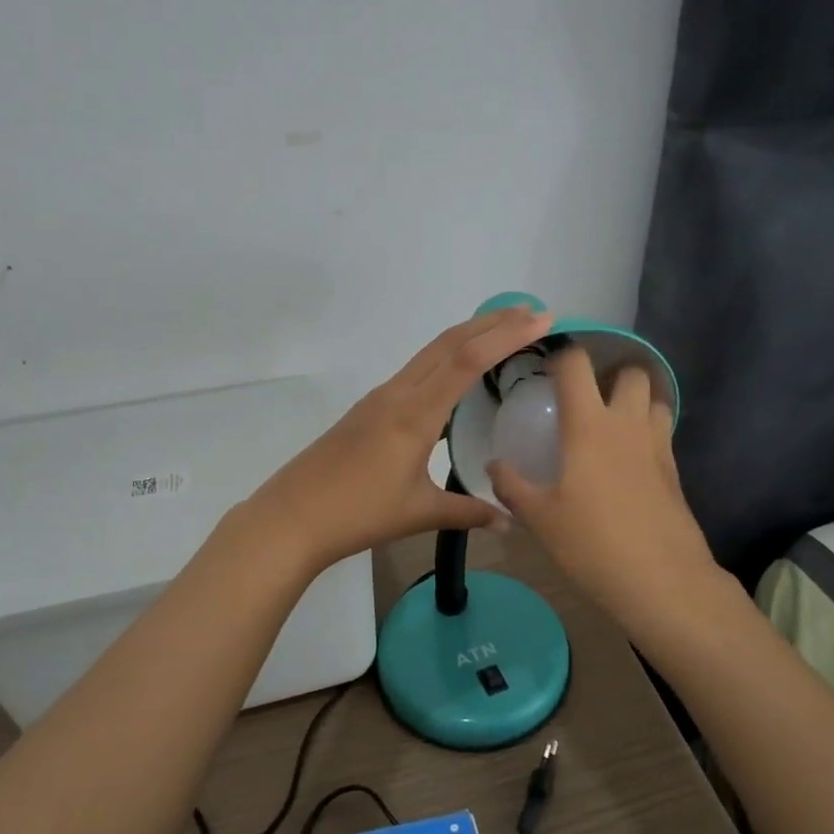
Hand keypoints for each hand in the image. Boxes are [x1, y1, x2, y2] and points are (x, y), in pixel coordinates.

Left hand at [249, 305, 555, 572]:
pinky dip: (446, 357)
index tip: (541, 320)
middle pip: (448, 343)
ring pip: (430, 352)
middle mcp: (398, 393)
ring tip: (503, 331)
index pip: (467, 361)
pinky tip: (458, 372)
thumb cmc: (358, 514)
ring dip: (468, 336)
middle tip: (532, 312)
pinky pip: (416, 370)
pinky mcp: (369, 408)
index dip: (506, 336)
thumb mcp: (419, 513)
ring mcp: (380, 397)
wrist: (292, 516)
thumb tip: (510, 521)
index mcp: (415, 414)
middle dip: (492, 322)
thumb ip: (467, 511)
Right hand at [487, 345, 720, 636]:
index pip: (577, 365)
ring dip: (636, 399)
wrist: (662, 581)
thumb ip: (512, 486)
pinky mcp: (675, 470)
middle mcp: (627, 424)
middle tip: (587, 394)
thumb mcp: (539, 518)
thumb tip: (494, 466)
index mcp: (589, 426)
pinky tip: (628, 460)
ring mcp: (657, 445)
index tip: (546, 362)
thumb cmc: (592, 544)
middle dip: (611, 373)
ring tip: (612, 421)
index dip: (561, 353)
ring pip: (655, 399)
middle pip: (632, 372)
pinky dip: (647, 431)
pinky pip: (662, 432)